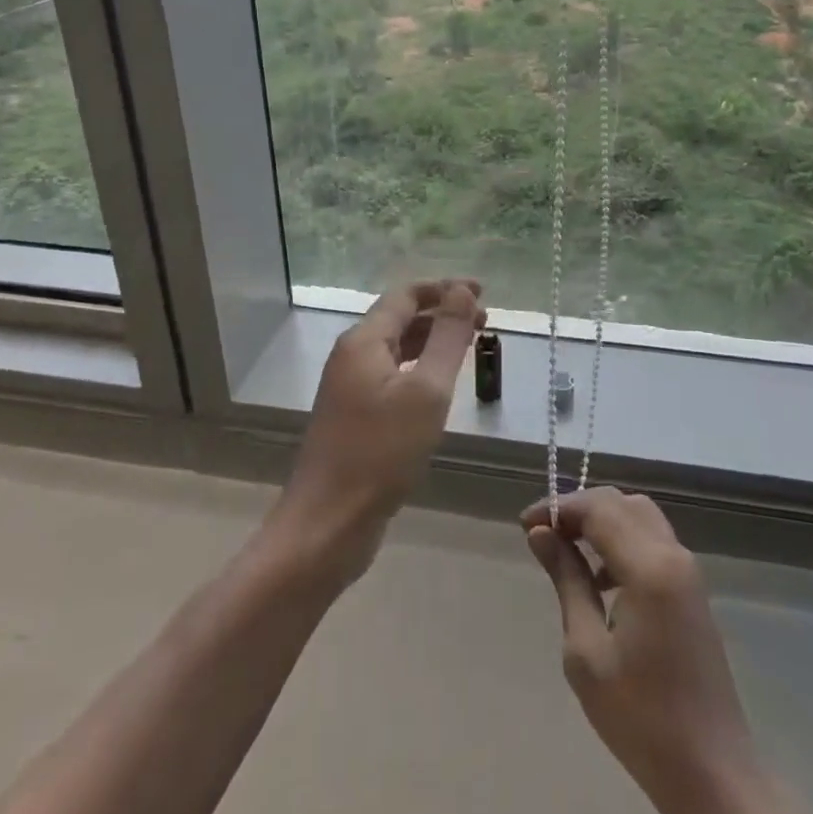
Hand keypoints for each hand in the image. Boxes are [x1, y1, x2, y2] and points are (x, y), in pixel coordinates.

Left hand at [268, 280, 485, 588]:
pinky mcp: (354, 416)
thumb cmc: (380, 453)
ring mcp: (349, 387)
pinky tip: (440, 386)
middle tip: (485, 322)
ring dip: (433, 341)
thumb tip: (463, 291)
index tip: (483, 292)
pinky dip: (420, 368)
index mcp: (364, 340)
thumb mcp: (426, 391)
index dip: (445, 288)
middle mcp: (352, 355)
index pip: (406, 294)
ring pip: (397, 349)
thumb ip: (447, 337)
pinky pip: (392, 376)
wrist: (327, 525)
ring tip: (471, 347)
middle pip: (401, 318)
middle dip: (442, 313)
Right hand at [523, 489, 780, 813]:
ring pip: (639, 516)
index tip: (525, 525)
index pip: (598, 509)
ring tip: (568, 552)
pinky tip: (601, 578)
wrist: (712, 773)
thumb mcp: (587, 653)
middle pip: (620, 503)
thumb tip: (540, 534)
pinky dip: (622, 539)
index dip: (559, 507)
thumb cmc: (641, 718)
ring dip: (602, 521)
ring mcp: (688, 570)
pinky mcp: (692, 589)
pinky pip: (652, 539)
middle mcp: (673, 554)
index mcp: (649, 567)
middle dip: (580, 508)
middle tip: (544, 533)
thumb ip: (566, 582)